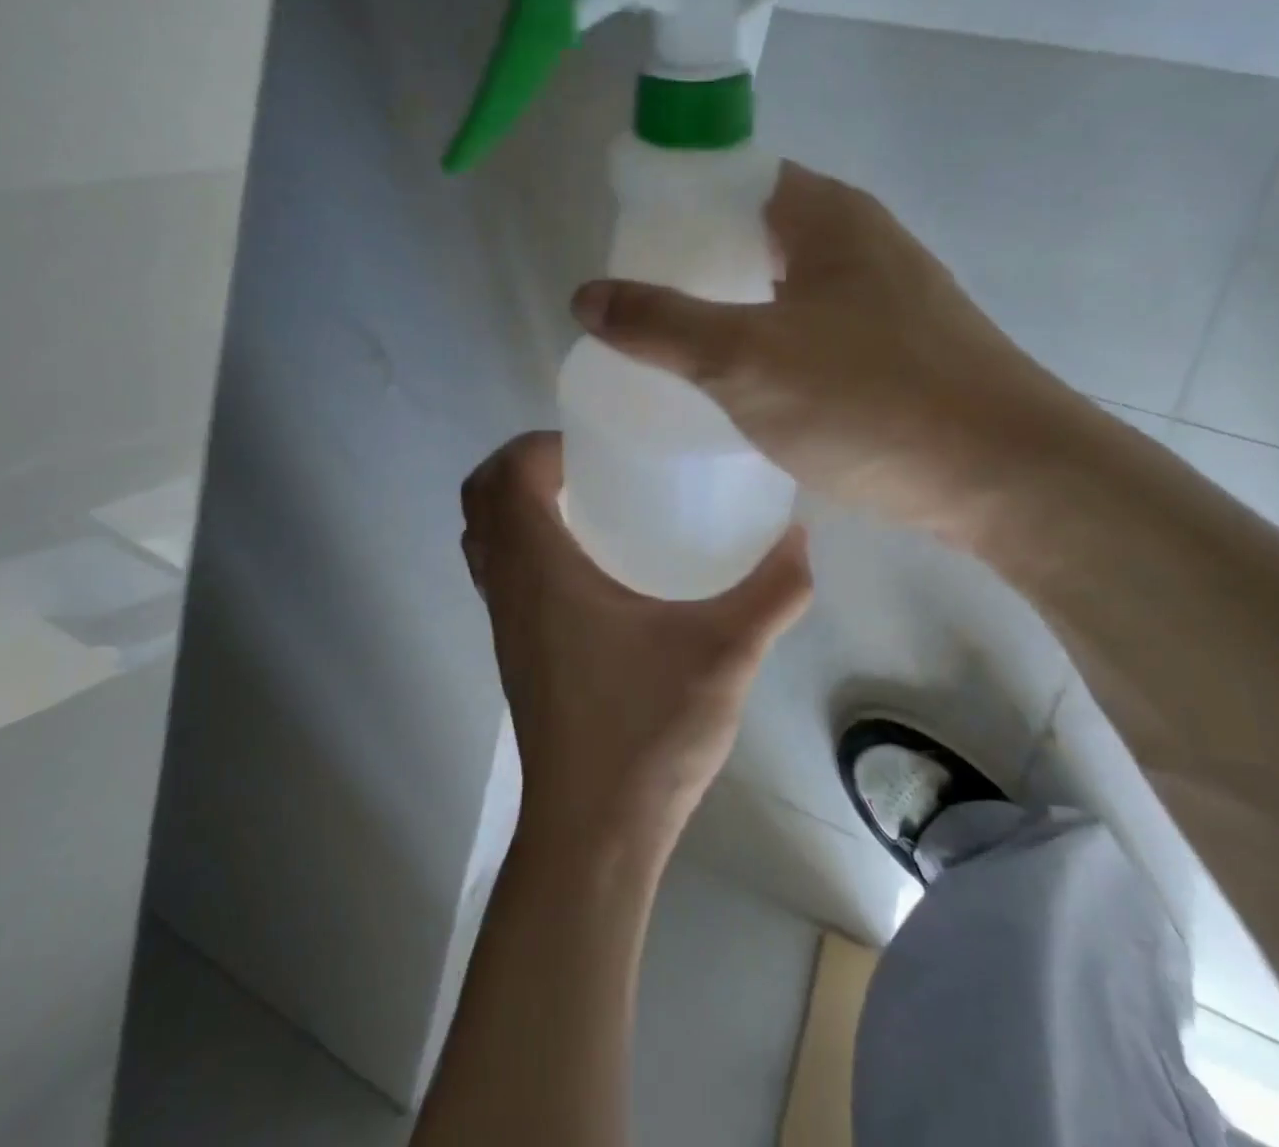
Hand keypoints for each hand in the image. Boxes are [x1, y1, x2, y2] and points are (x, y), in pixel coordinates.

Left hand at [460, 433, 811, 848]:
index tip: (596, 446)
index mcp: (538, 570)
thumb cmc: (647, 731)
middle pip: (480, 499)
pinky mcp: (514, 652)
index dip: (541, 444)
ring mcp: (503, 623)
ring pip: (484, 539)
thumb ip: (772, 591)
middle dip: (523, 466)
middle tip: (590, 466)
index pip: (505, 474)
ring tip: (590, 504)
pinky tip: (591, 568)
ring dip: (518, 506)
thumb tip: (798, 535)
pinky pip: (500, 575)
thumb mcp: (726, 654)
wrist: (595, 833)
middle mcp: (507, 588)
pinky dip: (524, 547)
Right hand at [569, 162, 1085, 548]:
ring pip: (782, 287)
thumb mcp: (745, 359)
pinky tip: (741, 387)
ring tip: (674, 347)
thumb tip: (584, 295)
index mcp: (827, 216)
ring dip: (731, 309)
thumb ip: (660, 324)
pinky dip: (768, 345)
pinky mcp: (896, 353)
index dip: (672, 203)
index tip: (623, 248)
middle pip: (754, 234)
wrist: (1008, 479)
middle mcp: (860, 242)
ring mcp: (885, 298)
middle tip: (637, 306)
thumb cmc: (871, 400)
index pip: (732, 177)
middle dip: (693, 264)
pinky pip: (810, 332)